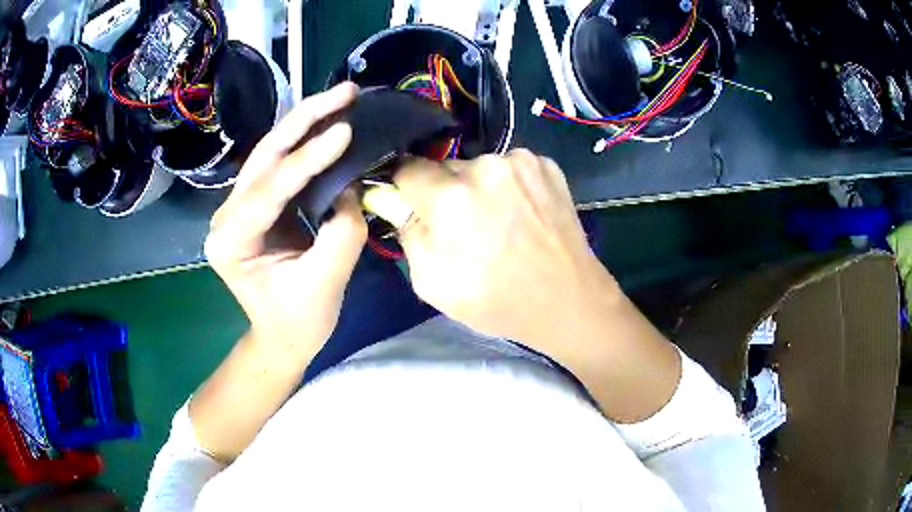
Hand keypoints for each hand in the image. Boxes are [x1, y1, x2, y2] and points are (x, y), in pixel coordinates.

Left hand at [205, 83, 366, 351]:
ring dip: (306, 121)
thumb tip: (350, 184)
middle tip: (345, 92)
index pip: (269, 190)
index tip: (346, 131)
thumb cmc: (299, 321)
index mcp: (231, 242)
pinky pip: (281, 163)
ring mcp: (239, 206)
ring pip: (271, 151)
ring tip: (342, 98)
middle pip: (265, 155)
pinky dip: (307, 140)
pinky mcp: (256, 202)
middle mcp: (226, 216)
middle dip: (305, 119)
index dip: (308, 159)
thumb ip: (342, 231)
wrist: (282, 336)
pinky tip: (329, 121)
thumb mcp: (326, 282)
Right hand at [393, 150, 619, 354]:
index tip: (413, 206)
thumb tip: (396, 202)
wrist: (568, 300)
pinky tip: (522, 213)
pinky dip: (509, 185)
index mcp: (449, 197)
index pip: (406, 168)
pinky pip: (510, 167)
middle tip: (464, 225)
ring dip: (478, 187)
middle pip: (444, 167)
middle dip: (444, 191)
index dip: (405, 189)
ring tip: (499, 222)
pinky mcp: (546, 164)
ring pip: (479, 167)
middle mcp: (484, 167)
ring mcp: (520, 161)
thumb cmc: (496, 300)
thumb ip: (408, 233)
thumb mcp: (432, 283)